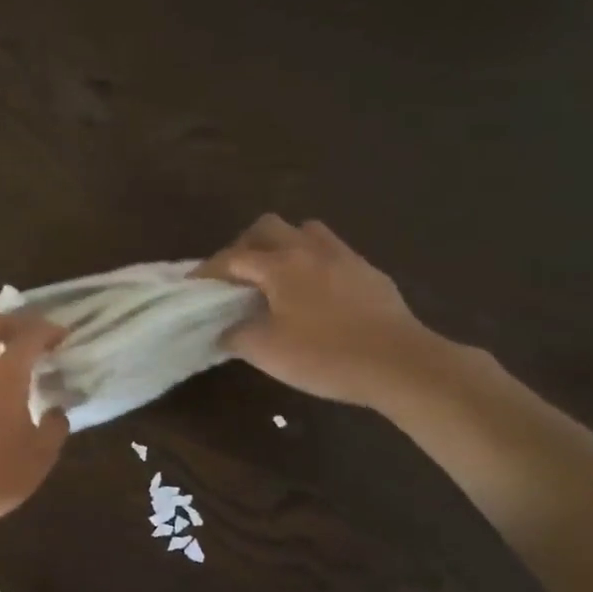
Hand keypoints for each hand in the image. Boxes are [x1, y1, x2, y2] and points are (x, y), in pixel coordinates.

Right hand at [203, 215, 440, 406]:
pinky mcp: (369, 273)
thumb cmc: (324, 355)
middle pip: (268, 227)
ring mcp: (344, 257)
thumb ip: (236, 335)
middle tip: (236, 275)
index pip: (233, 257)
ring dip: (284, 246)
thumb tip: (225, 329)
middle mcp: (310, 250)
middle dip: (245, 246)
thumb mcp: (265, 351)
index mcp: (280, 265)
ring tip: (276, 277)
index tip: (192, 284)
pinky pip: (332, 254)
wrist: (399, 364)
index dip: (208, 270)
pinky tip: (314, 295)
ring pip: (305, 232)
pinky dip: (313, 264)